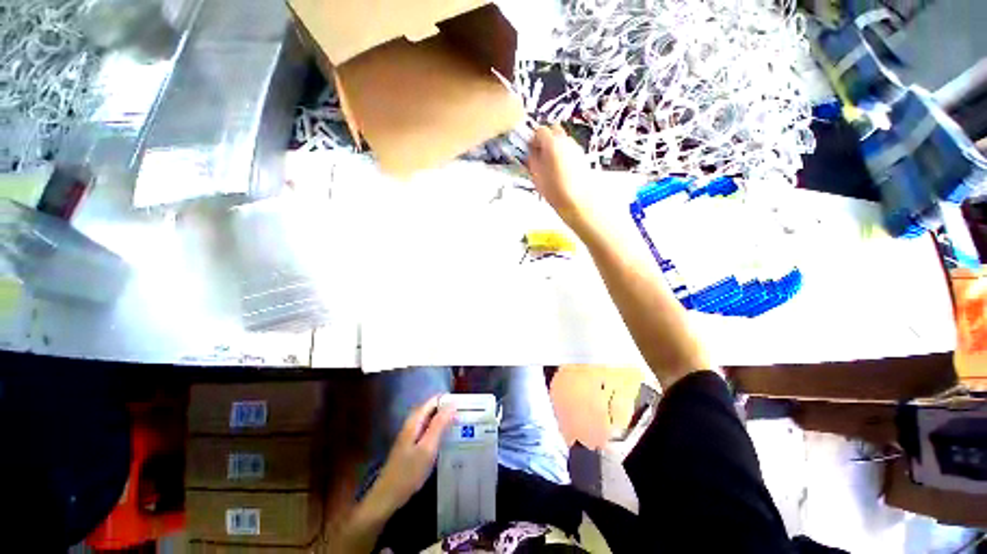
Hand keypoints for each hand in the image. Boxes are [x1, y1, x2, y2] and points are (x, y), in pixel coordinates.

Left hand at [367, 395, 454, 514]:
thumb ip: (439, 424)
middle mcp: (412, 424)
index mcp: (415, 420)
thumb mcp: (427, 447)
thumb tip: (453, 404)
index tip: (465, 405)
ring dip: (444, 420)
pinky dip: (439, 431)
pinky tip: (448, 439)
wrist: (387, 497)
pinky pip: (428, 431)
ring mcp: (411, 435)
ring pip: (431, 420)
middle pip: (432, 409)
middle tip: (466, 416)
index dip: (449, 400)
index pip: (434, 400)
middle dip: (448, 410)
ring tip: (461, 425)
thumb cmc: (408, 472)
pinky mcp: (412, 445)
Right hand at [527, 124, 591, 226]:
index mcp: (552, 143)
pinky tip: (560, 169)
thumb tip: (531, 151)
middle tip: (539, 153)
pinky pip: (570, 149)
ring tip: (549, 163)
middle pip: (553, 130)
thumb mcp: (536, 175)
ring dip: (555, 146)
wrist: (577, 201)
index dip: (533, 139)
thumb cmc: (555, 190)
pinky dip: (563, 153)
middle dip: (545, 139)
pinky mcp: (582, 156)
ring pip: (563, 139)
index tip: (530, 148)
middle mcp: (566, 141)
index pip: (540, 130)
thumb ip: (532, 158)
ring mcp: (576, 148)